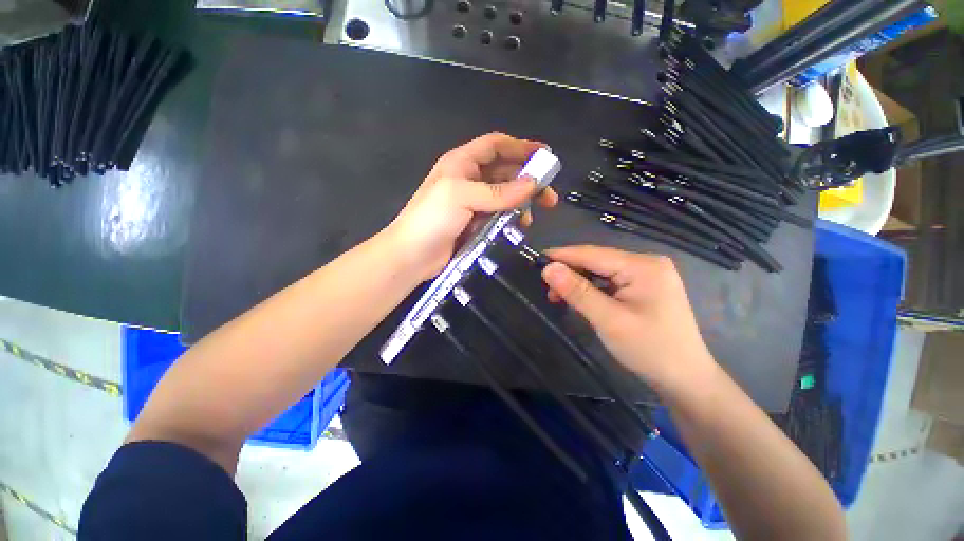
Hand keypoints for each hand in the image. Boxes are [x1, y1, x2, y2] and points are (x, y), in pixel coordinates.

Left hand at [386, 133, 558, 280]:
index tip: (546, 155)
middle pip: (504, 172)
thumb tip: (533, 184)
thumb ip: (499, 192)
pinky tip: (518, 226)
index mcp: (462, 163)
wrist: (412, 256)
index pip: (496, 146)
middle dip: (527, 180)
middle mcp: (468, 179)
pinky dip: (510, 218)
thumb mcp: (463, 197)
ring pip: (504, 196)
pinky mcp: (474, 222)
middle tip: (548, 196)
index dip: (521, 147)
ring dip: (520, 203)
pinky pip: (498, 215)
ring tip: (532, 216)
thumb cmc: (431, 219)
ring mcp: (472, 203)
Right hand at [541, 246, 715, 391]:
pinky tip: (579, 298)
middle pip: (598, 261)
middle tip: (545, 286)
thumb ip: (577, 291)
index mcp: (643, 266)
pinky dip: (591, 289)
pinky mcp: (644, 288)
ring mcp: (647, 275)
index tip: (536, 259)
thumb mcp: (608, 320)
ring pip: (602, 272)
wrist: (685, 379)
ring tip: (557, 296)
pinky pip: (610, 282)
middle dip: (570, 272)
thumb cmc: (649, 350)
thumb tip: (548, 268)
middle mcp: (646, 263)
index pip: (593, 254)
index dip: (563, 255)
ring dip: (578, 282)